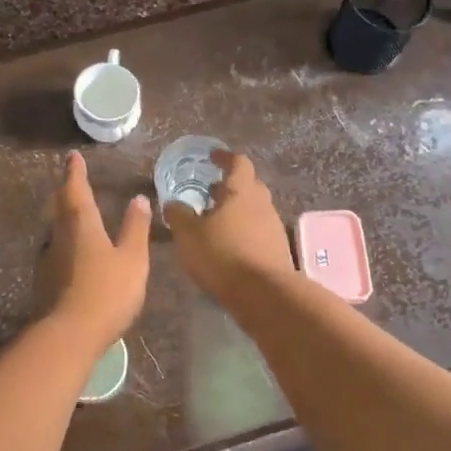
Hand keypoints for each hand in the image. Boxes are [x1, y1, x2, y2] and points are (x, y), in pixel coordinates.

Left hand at [37, 152, 151, 341]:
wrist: (69, 334)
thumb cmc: (107, 291)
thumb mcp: (132, 258)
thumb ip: (135, 228)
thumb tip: (139, 198)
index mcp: (81, 223)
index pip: (76, 189)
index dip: (75, 172)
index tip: (73, 157)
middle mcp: (59, 235)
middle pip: (59, 206)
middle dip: (65, 191)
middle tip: (71, 181)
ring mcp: (48, 258)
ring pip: (54, 228)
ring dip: (61, 216)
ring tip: (72, 212)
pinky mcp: (44, 280)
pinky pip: (54, 250)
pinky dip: (62, 241)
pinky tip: (70, 251)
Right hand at [163, 150, 295, 301]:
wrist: (264, 294)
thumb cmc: (223, 255)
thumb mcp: (188, 235)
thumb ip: (178, 215)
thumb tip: (172, 203)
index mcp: (241, 191)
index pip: (238, 162)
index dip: (224, 157)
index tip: (212, 157)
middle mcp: (262, 203)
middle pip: (249, 185)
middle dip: (230, 185)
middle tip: (210, 191)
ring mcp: (273, 226)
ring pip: (254, 209)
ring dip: (237, 210)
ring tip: (216, 220)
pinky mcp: (278, 249)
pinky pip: (259, 230)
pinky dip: (244, 230)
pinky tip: (229, 244)